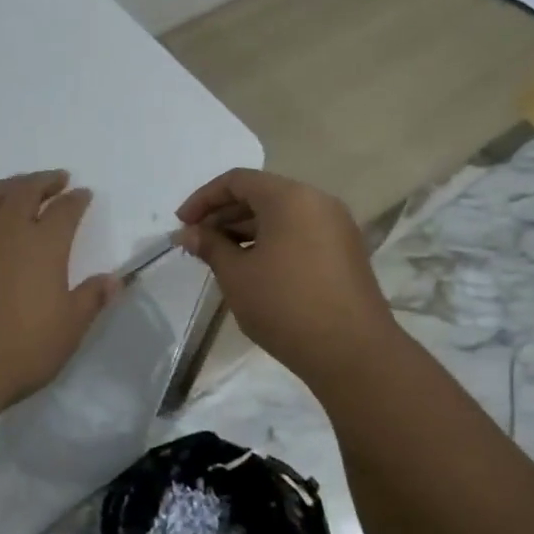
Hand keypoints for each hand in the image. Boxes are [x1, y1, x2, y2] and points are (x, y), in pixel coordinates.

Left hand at [0, 171, 119, 413]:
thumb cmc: (18, 352)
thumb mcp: (68, 331)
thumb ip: (91, 300)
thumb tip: (114, 279)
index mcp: (43, 245)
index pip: (65, 210)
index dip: (77, 200)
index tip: (83, 194)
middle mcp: (6, 230)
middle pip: (26, 191)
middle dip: (44, 181)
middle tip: (56, 179)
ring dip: (8, 185)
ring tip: (17, 187)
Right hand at [174, 169, 394, 383]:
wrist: (352, 352)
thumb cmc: (285, 305)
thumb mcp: (237, 275)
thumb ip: (210, 246)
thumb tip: (187, 234)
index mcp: (290, 197)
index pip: (237, 180)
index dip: (203, 199)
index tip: (181, 225)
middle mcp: (317, 201)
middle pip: (260, 194)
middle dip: (223, 215)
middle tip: (196, 244)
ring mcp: (336, 226)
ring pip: (281, 216)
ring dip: (245, 230)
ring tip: (218, 258)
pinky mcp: (345, 252)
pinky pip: (299, 233)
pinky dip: (270, 242)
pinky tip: (251, 268)